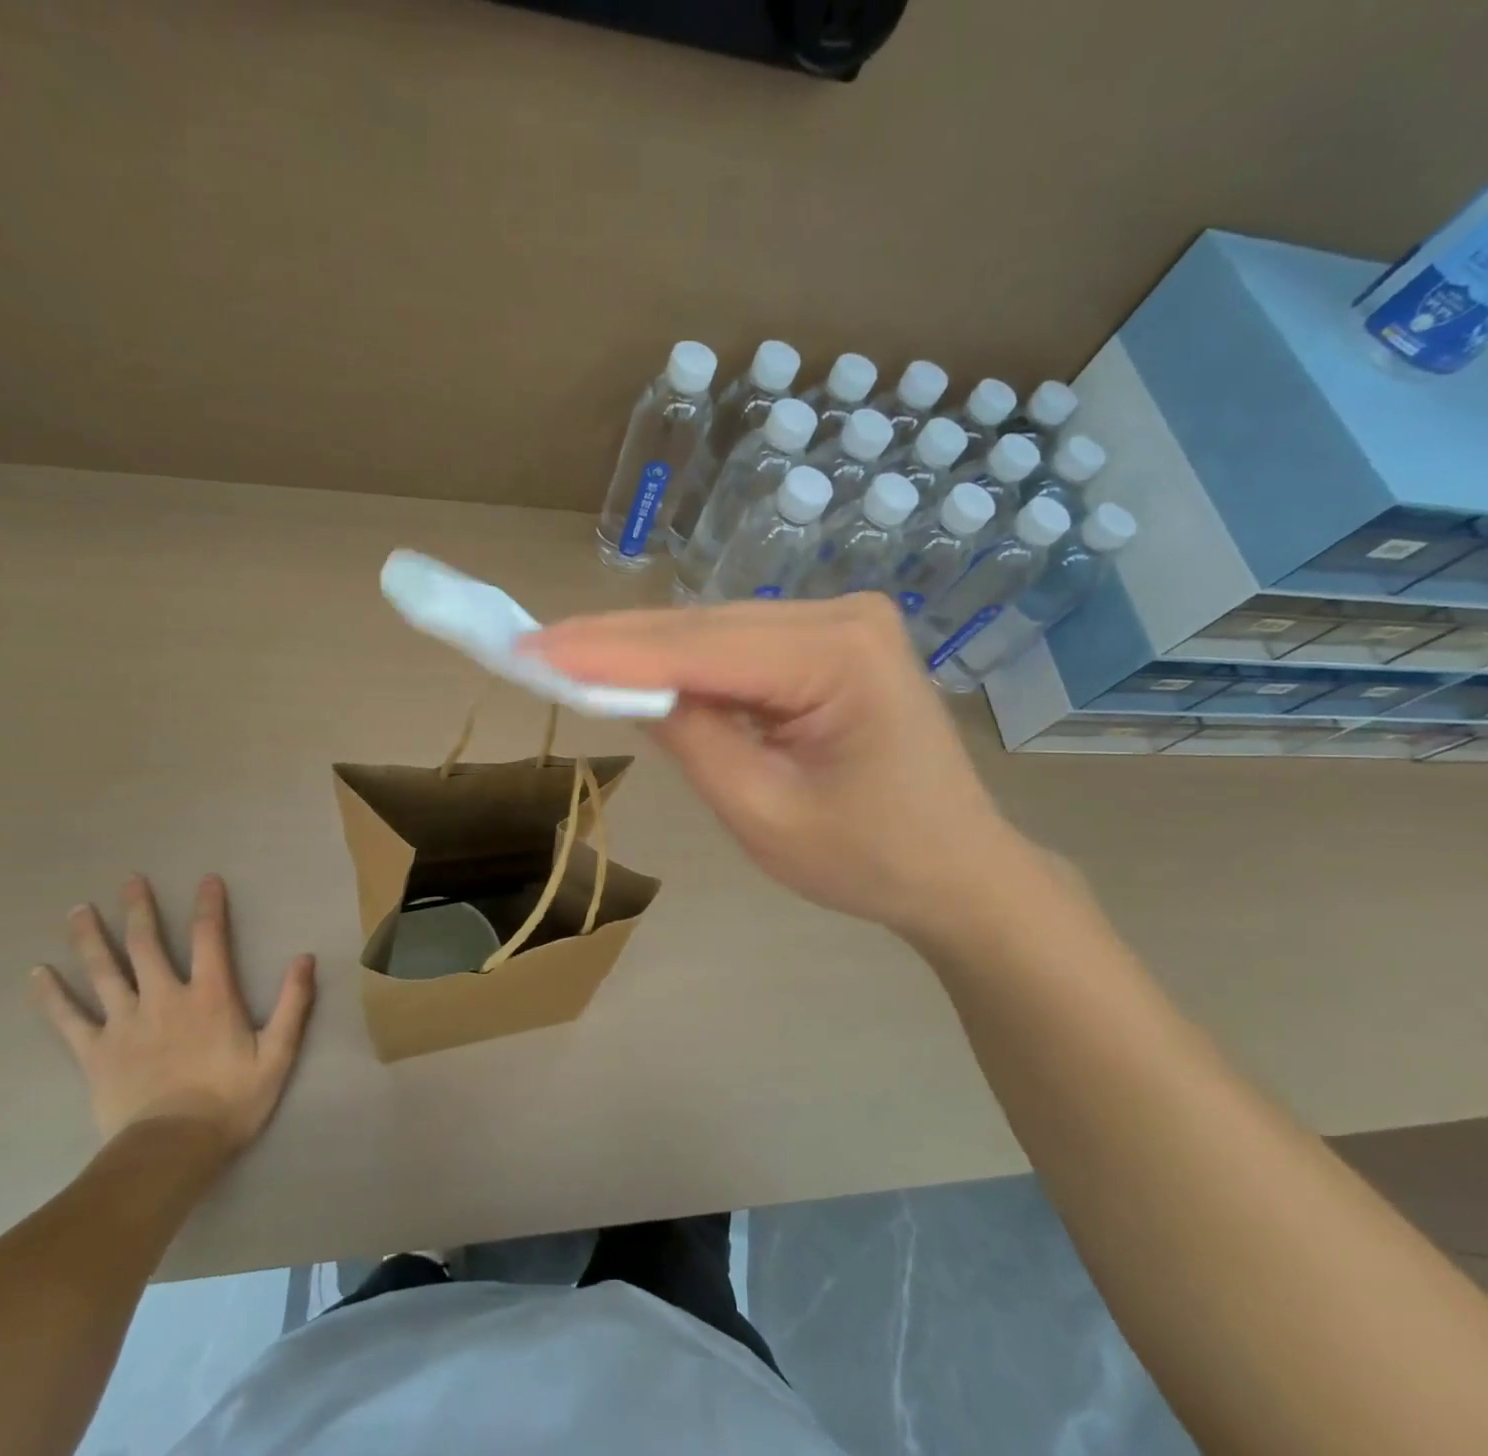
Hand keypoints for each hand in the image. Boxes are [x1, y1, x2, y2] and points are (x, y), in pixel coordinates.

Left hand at [30, 874, 315, 1150]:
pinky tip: (37, 974)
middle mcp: (164, 998)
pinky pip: (68, 1019)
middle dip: (139, 909)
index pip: (209, 938)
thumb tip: (305, 958)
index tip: (207, 879)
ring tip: (78, 910)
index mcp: (210, 996)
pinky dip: (51, 995)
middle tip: (130, 880)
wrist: (171, 1151)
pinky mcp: (95, 1052)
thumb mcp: (277, 1053)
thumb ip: (294, 1003)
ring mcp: (124, 1023)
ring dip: (91, 938)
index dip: (209, 906)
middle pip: (146, 945)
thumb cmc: (230, 1101)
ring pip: (104, 971)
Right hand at [528, 595, 1034, 938]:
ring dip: (643, 648)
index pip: (698, 647)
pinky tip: (636, 668)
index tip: (529, 649)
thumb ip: (690, 738)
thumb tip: (624, 686)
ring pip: (716, 629)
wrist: (958, 868)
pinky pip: (741, 644)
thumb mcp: (762, 812)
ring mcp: (843, 620)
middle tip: (533, 646)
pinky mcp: (833, 639)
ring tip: (568, 656)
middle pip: (703, 626)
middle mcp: (843, 615)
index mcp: (839, 656)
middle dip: (615, 642)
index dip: (607, 650)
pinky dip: (685, 661)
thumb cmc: (868, 859)